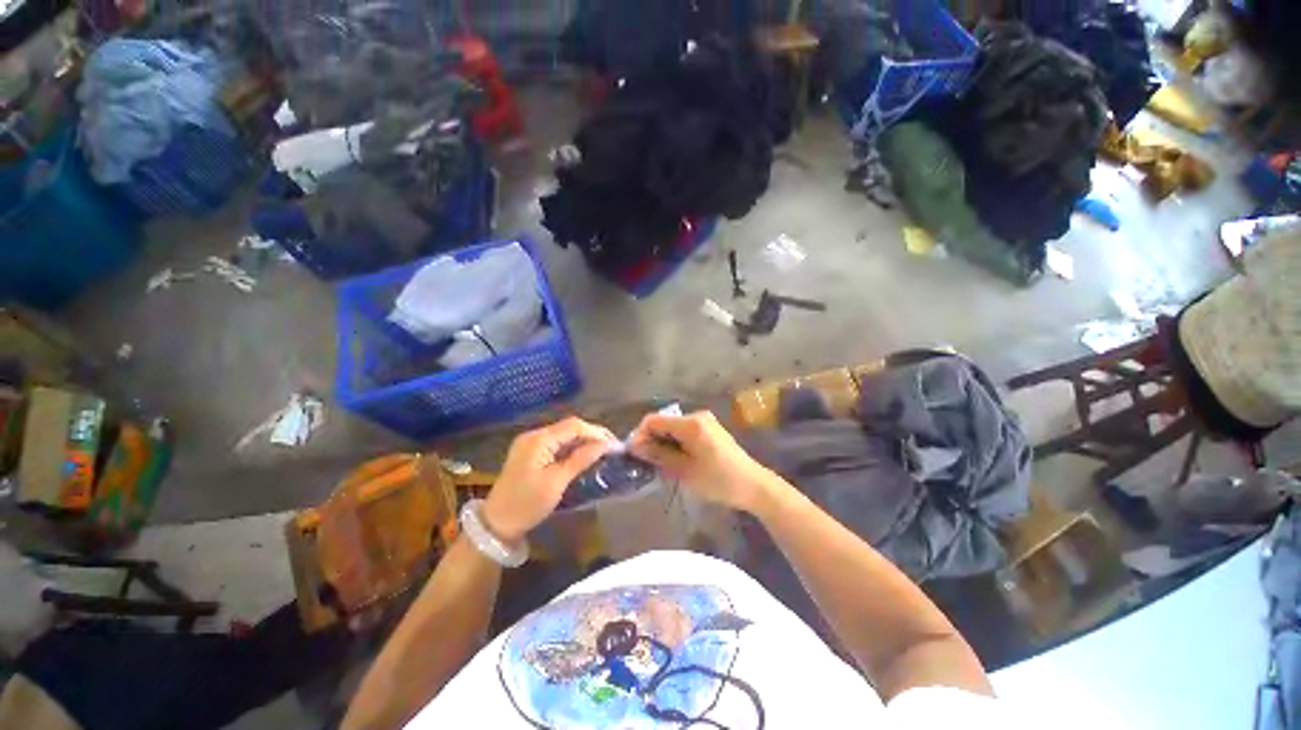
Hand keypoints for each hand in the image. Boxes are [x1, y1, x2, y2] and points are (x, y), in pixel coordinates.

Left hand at [484, 417, 617, 542]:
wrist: (495, 524)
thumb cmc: (527, 504)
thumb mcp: (557, 482)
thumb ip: (580, 459)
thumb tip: (604, 445)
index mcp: (539, 440)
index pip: (574, 426)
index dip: (596, 432)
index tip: (614, 444)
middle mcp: (534, 435)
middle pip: (569, 427)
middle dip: (591, 435)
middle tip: (611, 447)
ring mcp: (531, 443)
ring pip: (564, 435)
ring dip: (583, 441)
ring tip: (603, 451)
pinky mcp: (531, 453)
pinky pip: (556, 444)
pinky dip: (572, 448)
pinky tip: (584, 455)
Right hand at [629, 411, 777, 512]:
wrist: (752, 485)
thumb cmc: (717, 479)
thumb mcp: (684, 470)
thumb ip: (658, 455)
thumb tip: (635, 446)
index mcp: (690, 423)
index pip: (653, 420)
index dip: (640, 435)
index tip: (634, 455)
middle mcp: (696, 416)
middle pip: (663, 423)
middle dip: (651, 440)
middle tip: (647, 463)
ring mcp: (704, 422)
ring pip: (673, 428)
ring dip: (663, 443)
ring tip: (661, 465)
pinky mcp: (709, 429)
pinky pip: (684, 432)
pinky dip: (675, 443)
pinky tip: (677, 460)